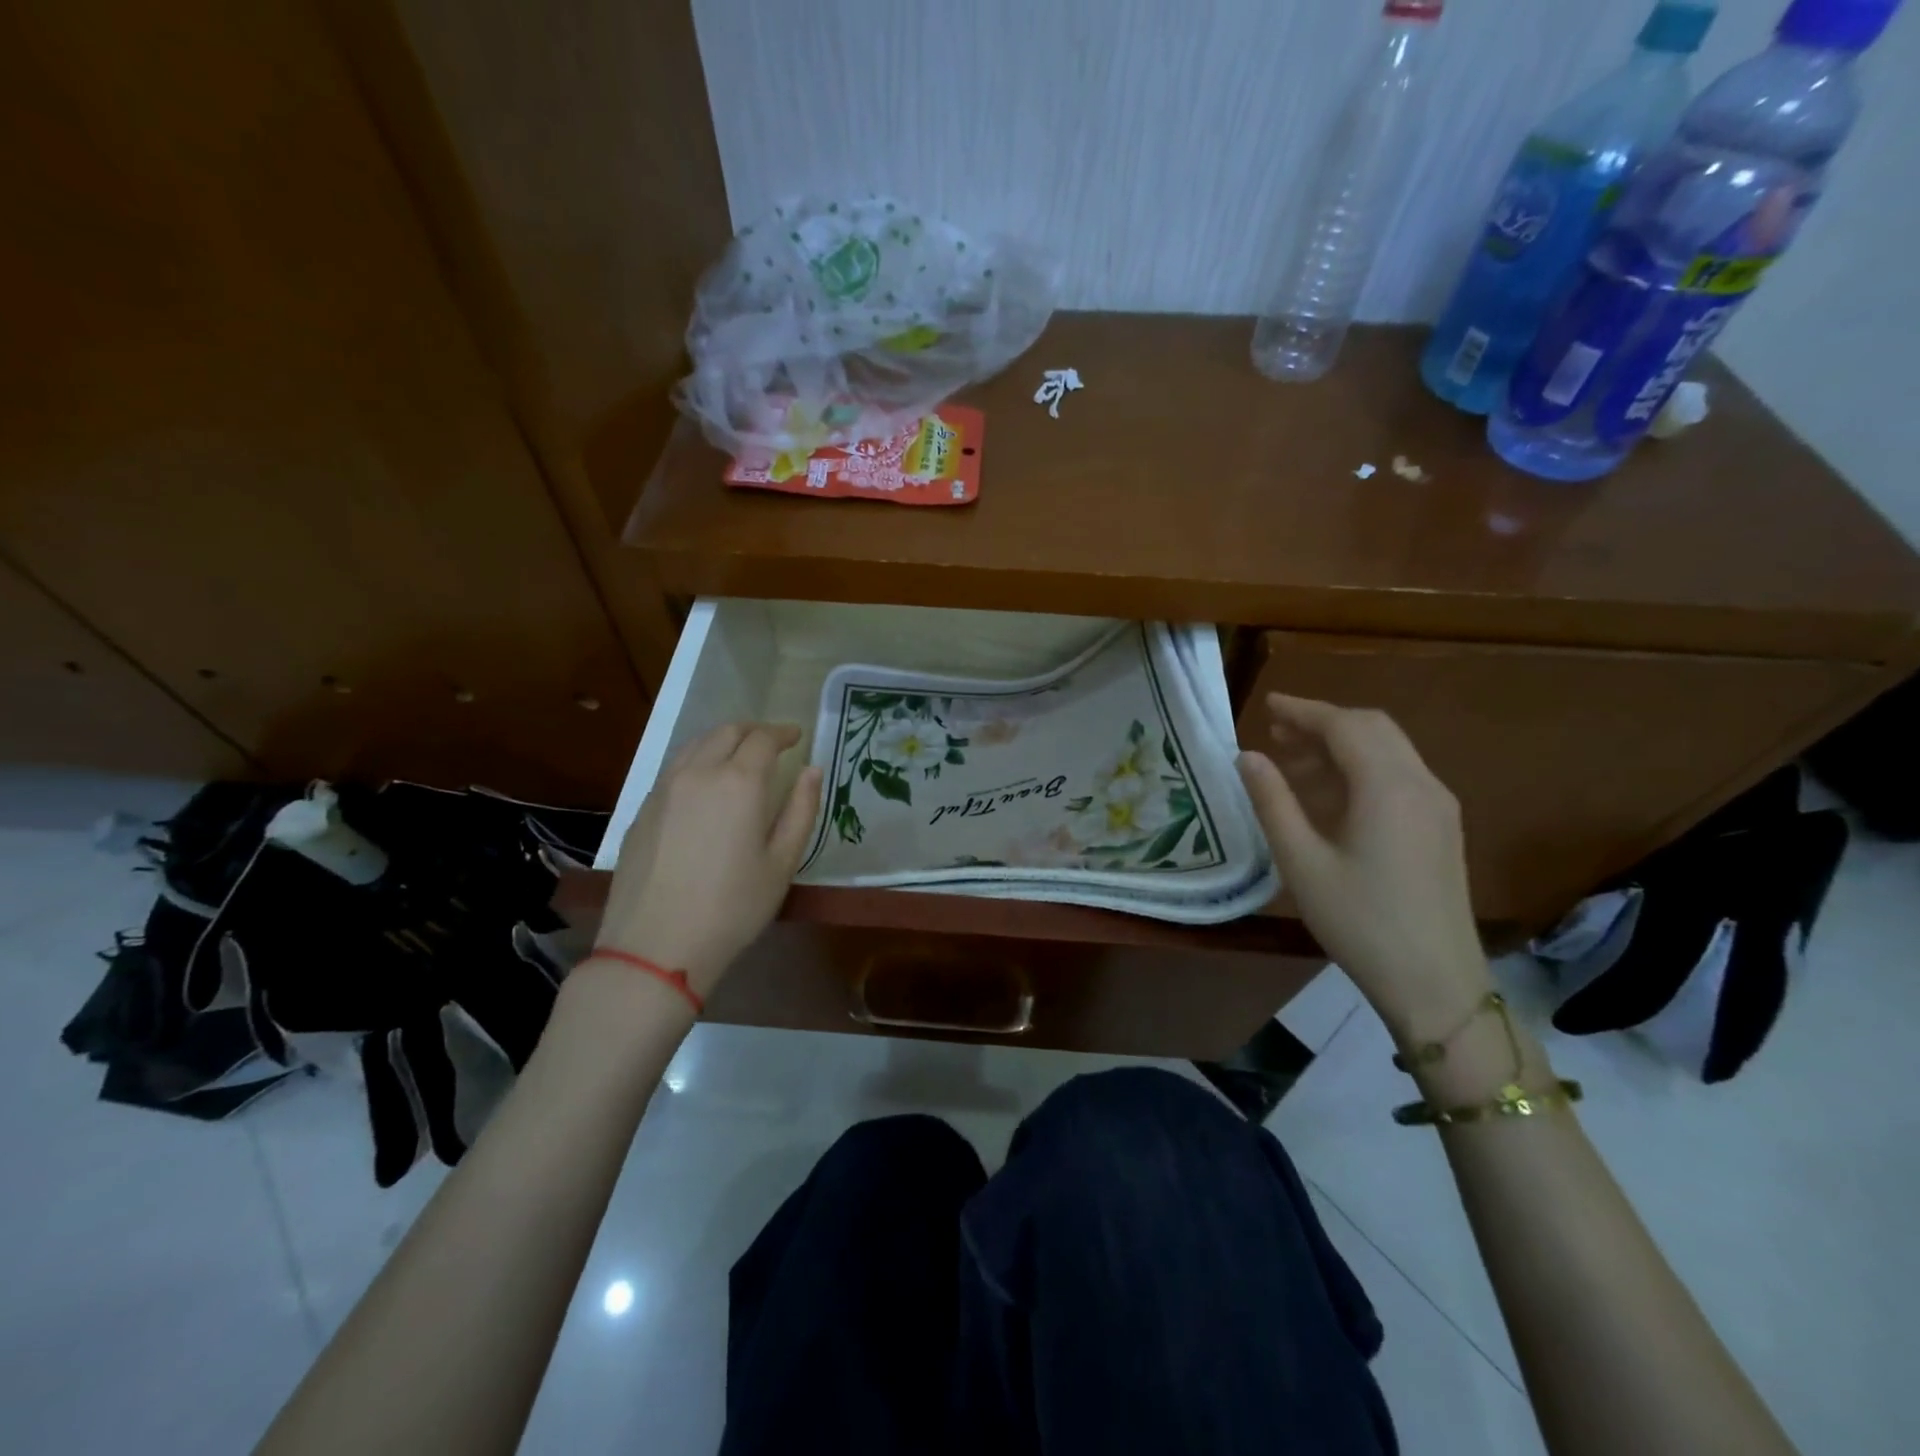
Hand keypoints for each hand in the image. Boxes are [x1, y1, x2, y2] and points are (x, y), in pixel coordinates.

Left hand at [595, 723, 822, 997]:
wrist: (656, 945)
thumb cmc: (733, 908)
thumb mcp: (782, 863)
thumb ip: (801, 810)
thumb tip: (812, 771)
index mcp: (739, 782)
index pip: (763, 739)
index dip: (782, 733)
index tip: (796, 736)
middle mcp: (698, 773)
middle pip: (726, 731)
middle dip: (753, 730)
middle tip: (771, 741)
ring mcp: (664, 789)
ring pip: (695, 745)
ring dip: (722, 740)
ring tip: (738, 755)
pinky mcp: (642, 810)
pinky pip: (674, 768)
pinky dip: (697, 761)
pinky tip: (704, 785)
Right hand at [1236, 694, 1490, 1038]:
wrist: (1435, 982)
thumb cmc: (1359, 921)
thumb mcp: (1301, 861)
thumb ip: (1272, 801)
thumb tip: (1247, 757)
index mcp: (1387, 787)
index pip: (1343, 726)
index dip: (1302, 711)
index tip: (1267, 705)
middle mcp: (1421, 784)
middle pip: (1372, 728)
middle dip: (1323, 722)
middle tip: (1276, 732)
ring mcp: (1438, 806)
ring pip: (1388, 750)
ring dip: (1341, 745)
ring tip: (1292, 761)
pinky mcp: (1441, 827)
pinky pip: (1398, 776)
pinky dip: (1360, 768)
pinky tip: (1328, 795)